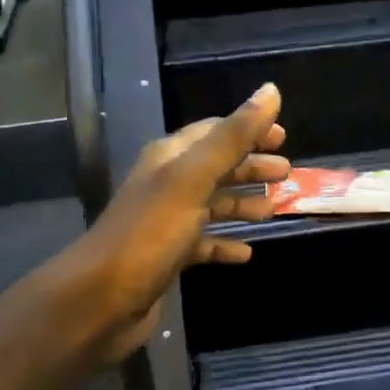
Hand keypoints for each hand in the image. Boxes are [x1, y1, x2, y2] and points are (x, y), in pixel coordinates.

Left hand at [54, 83, 289, 368]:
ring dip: (242, 204)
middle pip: (216, 167)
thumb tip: (271, 91)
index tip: (283, 136)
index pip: (214, 132)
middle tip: (287, 174)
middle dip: (250, 167)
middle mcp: (167, 184)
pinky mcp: (168, 257)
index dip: (248, 130)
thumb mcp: (193, 178)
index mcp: (170, 158)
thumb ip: (232, 137)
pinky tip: (246, 253)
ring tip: (274, 209)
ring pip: (212, 205)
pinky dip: (226, 244)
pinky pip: (204, 243)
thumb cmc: (150, 233)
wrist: (101, 299)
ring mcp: (167, 222)